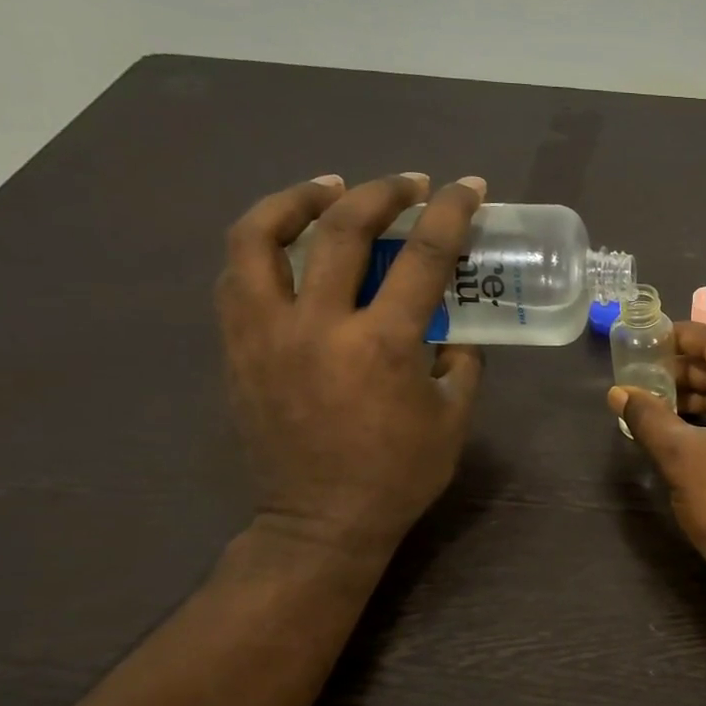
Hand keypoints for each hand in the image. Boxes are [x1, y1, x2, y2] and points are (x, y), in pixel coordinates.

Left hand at [217, 171, 485, 575]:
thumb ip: (461, 364)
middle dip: (380, 192)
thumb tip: (453, 331)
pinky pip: (237, 278)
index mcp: (384, 345)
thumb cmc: (398, 475)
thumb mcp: (453, 420)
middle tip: (406, 182)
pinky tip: (287, 247)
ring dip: (296, 200)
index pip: (423, 257)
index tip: (468, 187)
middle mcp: (319, 326)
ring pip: (258, 238)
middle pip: (341, 229)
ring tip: (326, 189)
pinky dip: (263, 247)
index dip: (450, 212)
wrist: (320, 523)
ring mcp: (267, 334)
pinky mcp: (237, 349)